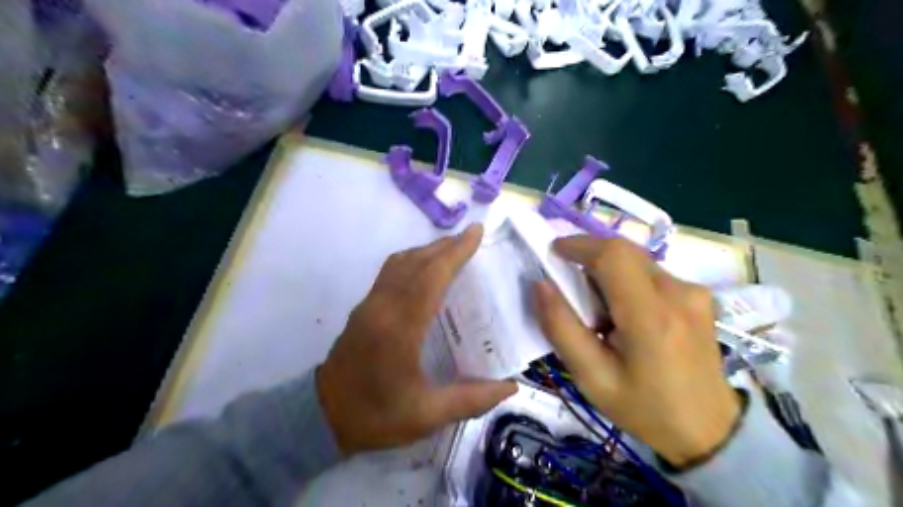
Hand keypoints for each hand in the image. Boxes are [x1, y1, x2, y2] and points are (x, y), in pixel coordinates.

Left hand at [314, 226, 514, 454]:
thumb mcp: (426, 415)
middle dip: (446, 245)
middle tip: (472, 236)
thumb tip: (511, 388)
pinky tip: (425, 268)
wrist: (321, 416)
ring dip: (428, 250)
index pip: (431, 278)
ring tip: (453, 248)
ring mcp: (369, 304)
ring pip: (400, 263)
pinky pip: (390, 272)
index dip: (455, 253)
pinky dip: (412, 260)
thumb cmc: (375, 416)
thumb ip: (471, 399)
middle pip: (416, 263)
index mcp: (400, 329)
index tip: (476, 233)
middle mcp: (382, 307)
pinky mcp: (363, 307)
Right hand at [530, 236, 736, 466]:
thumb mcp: (592, 376)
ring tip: (599, 311)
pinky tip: (625, 314)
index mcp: (651, 316)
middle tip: (571, 287)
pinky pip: (651, 273)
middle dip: (590, 258)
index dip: (579, 245)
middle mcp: (678, 292)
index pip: (613, 255)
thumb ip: (561, 327)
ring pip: (637, 261)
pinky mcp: (699, 295)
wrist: (709, 430)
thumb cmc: (644, 407)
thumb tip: (540, 284)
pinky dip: (627, 281)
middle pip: (624, 252)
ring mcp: (694, 292)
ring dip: (609, 272)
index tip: (554, 252)